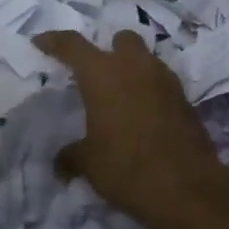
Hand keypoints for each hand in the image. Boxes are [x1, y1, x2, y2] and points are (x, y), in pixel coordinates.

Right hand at [33, 29, 228, 226]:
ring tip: (120, 98)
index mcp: (103, 74)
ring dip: (132, 70)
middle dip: (109, 49)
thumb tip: (61, 163)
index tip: (41, 42)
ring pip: (146, 60)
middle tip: (96, 73)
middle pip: (121, 40)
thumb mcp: (89, 163)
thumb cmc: (126, 167)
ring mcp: (165, 80)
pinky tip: (143, 116)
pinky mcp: (185, 99)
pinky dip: (150, 92)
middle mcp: (135, 67)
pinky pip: (162, 84)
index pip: (72, 45)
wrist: (187, 188)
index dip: (54, 41)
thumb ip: (71, 156)